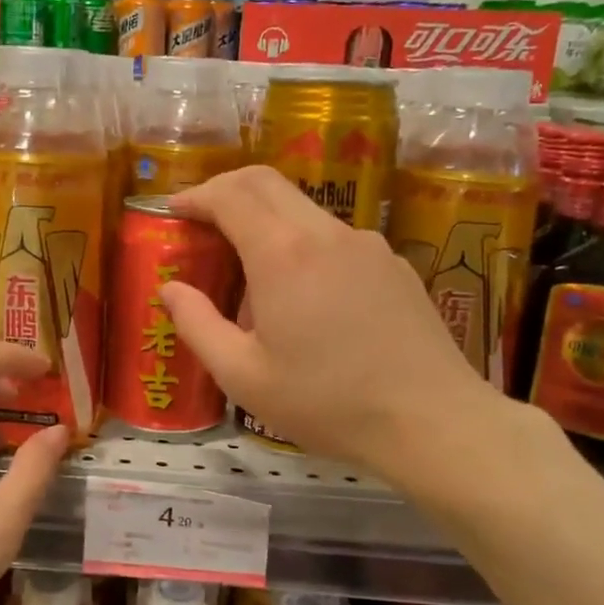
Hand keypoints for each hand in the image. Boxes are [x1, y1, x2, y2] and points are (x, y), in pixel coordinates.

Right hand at [162, 166, 520, 484]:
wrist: (432, 422)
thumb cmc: (327, 403)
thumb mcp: (243, 376)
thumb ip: (197, 325)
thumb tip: (170, 289)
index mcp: (282, 254)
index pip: (230, 194)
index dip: (196, 196)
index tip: (174, 211)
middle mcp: (325, 233)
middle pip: (267, 183)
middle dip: (226, 190)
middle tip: (202, 221)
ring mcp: (366, 244)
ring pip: (303, 209)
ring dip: (265, 221)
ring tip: (251, 276)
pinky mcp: (393, 264)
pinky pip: (334, 238)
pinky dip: (302, 245)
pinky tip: (305, 298)